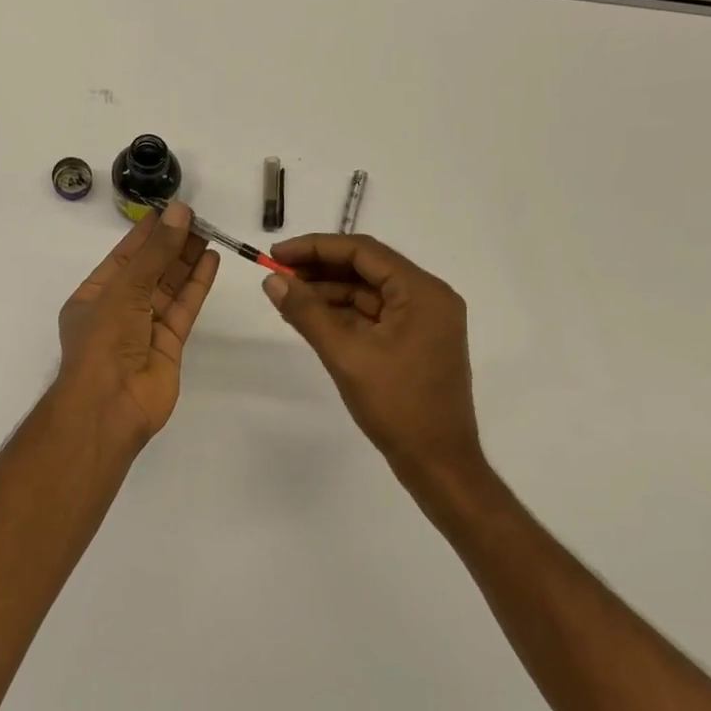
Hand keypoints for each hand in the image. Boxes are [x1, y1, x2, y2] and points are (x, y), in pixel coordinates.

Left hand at [56, 203, 219, 447]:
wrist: (111, 405)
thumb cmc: (104, 341)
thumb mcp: (125, 289)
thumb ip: (156, 253)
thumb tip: (180, 213)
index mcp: (94, 297)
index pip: (124, 257)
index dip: (147, 233)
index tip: (170, 211)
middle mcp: (118, 310)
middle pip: (149, 271)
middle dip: (170, 245)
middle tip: (197, 218)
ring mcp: (145, 329)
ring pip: (169, 288)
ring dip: (187, 262)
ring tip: (209, 233)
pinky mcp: (169, 345)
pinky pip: (184, 309)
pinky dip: (197, 285)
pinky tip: (211, 261)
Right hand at [263, 234, 483, 484]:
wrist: (438, 462)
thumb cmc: (397, 406)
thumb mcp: (346, 355)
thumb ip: (307, 313)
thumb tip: (272, 280)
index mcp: (422, 292)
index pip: (363, 251)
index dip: (315, 248)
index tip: (276, 255)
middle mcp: (428, 298)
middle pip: (366, 269)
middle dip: (320, 270)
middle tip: (276, 276)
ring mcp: (423, 322)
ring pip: (368, 294)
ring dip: (329, 293)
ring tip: (286, 297)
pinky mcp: (415, 343)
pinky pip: (374, 317)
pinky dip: (343, 315)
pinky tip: (312, 319)